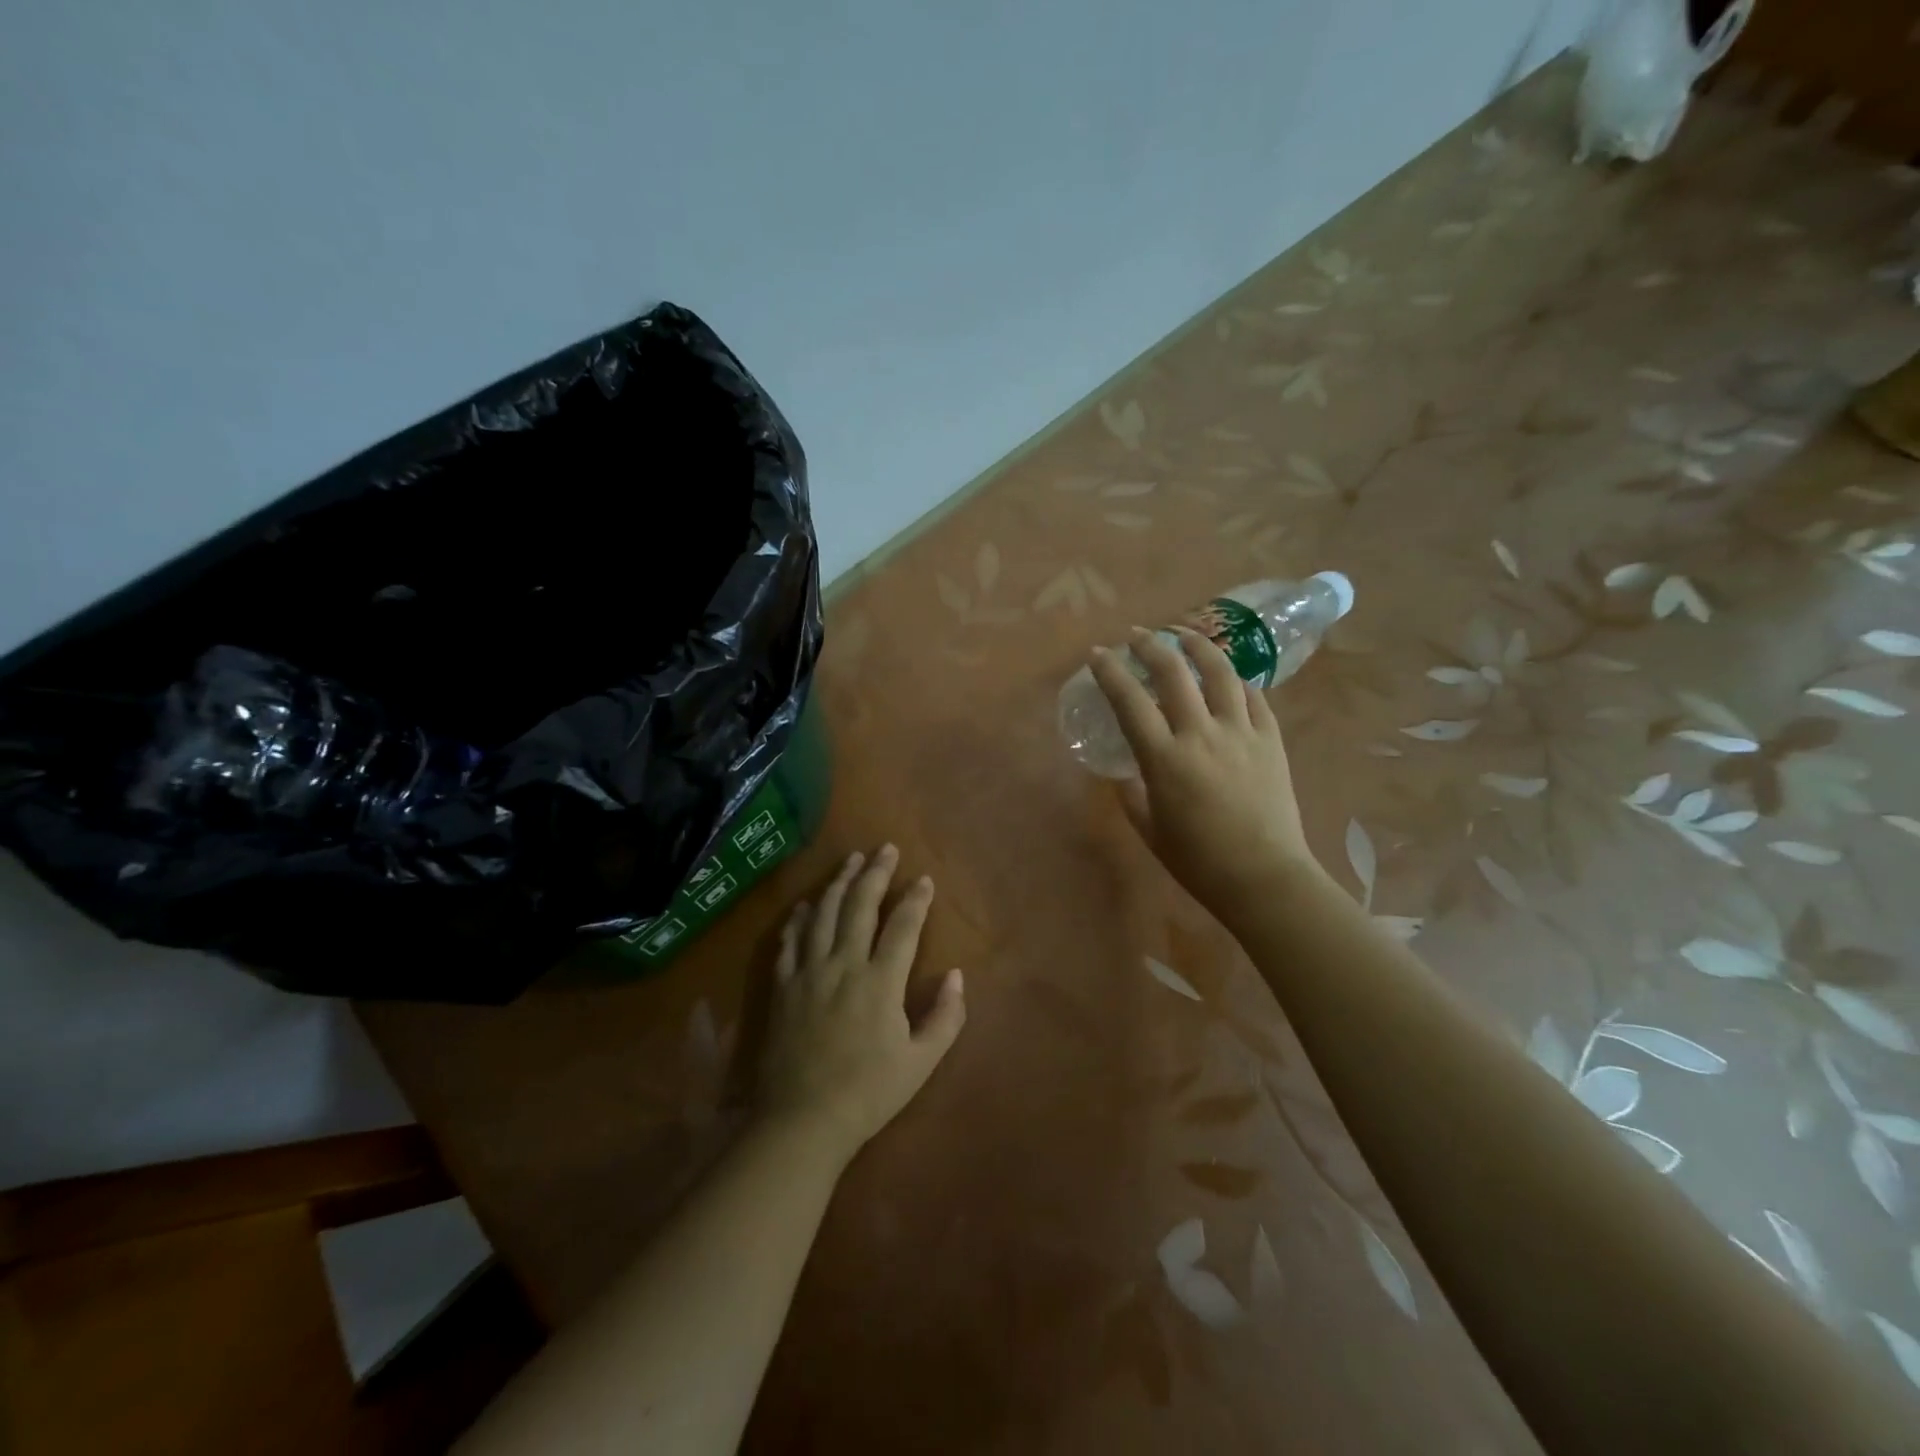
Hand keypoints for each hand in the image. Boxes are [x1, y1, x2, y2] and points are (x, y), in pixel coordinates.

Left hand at [754, 846, 966, 1163]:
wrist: (802, 1121)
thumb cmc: (868, 1093)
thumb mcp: (921, 1062)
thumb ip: (945, 1017)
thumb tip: (957, 976)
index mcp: (881, 981)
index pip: (903, 926)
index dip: (916, 899)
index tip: (924, 878)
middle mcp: (844, 965)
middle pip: (861, 906)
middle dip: (876, 873)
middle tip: (885, 848)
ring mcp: (809, 972)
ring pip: (824, 914)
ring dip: (839, 883)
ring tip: (850, 860)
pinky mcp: (784, 986)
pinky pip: (791, 941)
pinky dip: (800, 918)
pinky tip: (806, 904)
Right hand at [1089, 627, 1327, 927]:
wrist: (1264, 877)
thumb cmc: (1198, 861)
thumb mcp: (1151, 830)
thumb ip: (1133, 796)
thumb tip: (1127, 775)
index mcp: (1164, 759)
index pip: (1130, 701)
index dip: (1110, 672)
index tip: (1098, 654)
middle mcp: (1201, 734)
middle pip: (1174, 673)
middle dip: (1151, 646)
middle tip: (1137, 635)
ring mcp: (1241, 733)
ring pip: (1220, 673)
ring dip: (1199, 647)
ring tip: (1185, 635)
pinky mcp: (1271, 740)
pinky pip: (1254, 697)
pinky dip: (1237, 680)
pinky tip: (1229, 677)